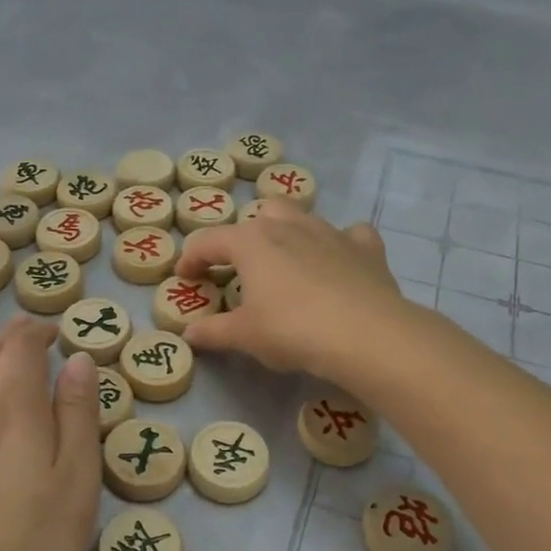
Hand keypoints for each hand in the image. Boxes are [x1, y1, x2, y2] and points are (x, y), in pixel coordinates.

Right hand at [174, 202, 410, 382]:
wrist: (364, 334)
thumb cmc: (292, 330)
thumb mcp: (244, 336)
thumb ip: (213, 331)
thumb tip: (189, 334)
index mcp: (251, 242)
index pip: (209, 241)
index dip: (192, 258)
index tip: (185, 276)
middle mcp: (289, 225)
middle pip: (260, 214)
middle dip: (247, 235)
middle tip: (242, 267)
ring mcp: (330, 232)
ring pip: (302, 216)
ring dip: (289, 232)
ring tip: (286, 262)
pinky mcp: (365, 248)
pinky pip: (350, 235)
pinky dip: (341, 244)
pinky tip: (339, 263)